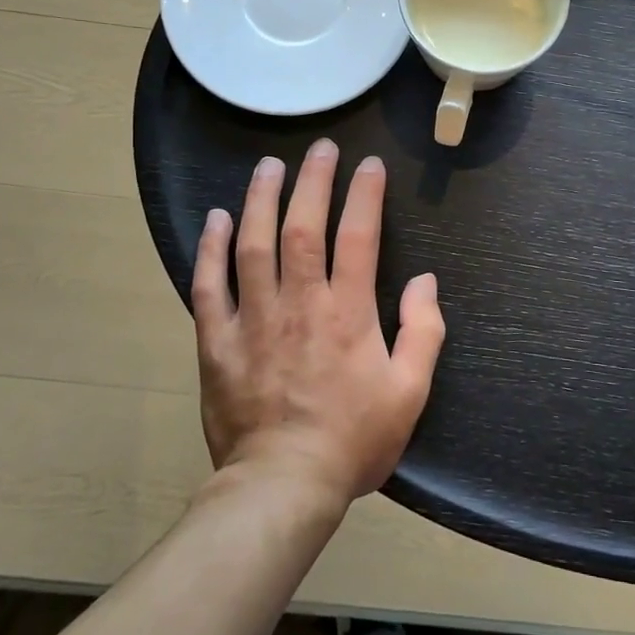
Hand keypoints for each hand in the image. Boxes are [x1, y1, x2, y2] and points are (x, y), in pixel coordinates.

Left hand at [192, 141, 445, 501]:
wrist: (282, 487)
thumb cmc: (353, 439)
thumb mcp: (410, 392)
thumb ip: (423, 331)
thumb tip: (424, 281)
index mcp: (348, 313)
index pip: (359, 237)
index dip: (365, 195)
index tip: (370, 165)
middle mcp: (300, 303)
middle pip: (303, 227)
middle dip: (313, 181)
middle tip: (320, 148)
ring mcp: (254, 320)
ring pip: (254, 246)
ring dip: (261, 200)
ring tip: (269, 166)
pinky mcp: (218, 342)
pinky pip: (209, 287)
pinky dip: (211, 250)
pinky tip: (216, 219)